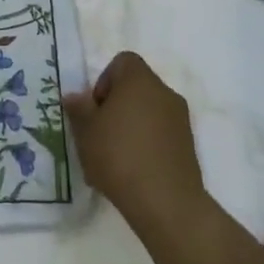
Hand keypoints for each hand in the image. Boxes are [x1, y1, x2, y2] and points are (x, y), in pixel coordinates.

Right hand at [66, 51, 212, 252]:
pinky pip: (161, 134)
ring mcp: (181, 120)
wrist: (166, 202)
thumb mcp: (86, 130)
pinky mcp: (188, 146)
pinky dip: (146, 144)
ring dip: (131, 126)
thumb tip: (75, 97)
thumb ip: (79, 108)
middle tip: (100, 133)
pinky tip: (132, 171)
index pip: (123, 61)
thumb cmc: (119, 155)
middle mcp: (165, 93)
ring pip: (148, 112)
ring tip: (113, 157)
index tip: (96, 108)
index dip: (105, 80)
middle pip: (136, 88)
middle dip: (116, 106)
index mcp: (140, 80)